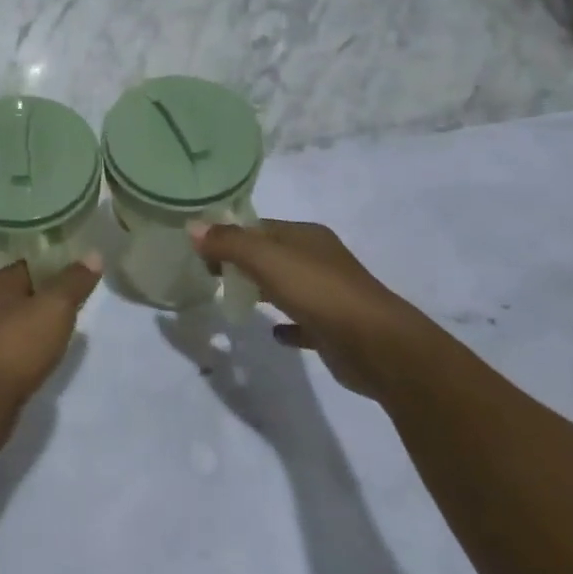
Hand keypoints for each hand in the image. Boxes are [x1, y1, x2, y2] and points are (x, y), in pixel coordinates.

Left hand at [0, 256, 100, 437]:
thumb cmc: (18, 343)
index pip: (30, 263)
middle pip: (24, 291)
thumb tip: (93, 254)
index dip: (56, 263)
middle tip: (80, 298)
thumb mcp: (55, 306)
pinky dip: (32, 347)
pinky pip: (16, 346)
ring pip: (20, 320)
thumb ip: (74, 281)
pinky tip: (48, 354)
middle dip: (49, 295)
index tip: (80, 270)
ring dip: (40, 323)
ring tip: (68, 327)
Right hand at [188, 220, 427, 400]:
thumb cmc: (320, 292)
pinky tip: (272, 333)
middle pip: (271, 254)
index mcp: (306, 236)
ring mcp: (329, 294)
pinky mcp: (333, 328)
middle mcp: (318, 259)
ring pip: (286, 285)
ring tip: (231, 299)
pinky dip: (286, 324)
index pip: (259, 226)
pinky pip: (302, 321)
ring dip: (261, 289)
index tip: (201, 251)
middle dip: (241, 261)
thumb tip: (192, 228)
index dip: (229, 235)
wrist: (379, 347)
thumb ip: (229, 243)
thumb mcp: (268, 259)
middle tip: (210, 276)